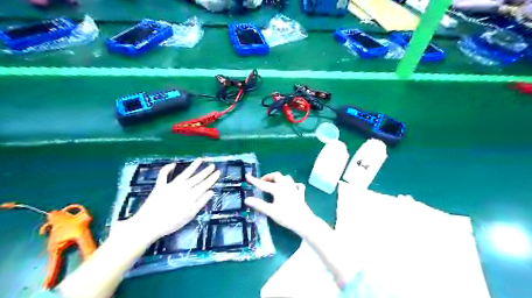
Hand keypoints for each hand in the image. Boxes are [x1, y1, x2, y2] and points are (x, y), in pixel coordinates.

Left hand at [124, 159, 219, 245]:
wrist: (148, 225)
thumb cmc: (171, 223)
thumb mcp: (189, 216)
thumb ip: (200, 203)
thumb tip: (211, 192)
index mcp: (190, 196)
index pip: (204, 185)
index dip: (212, 179)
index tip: (218, 172)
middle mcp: (182, 188)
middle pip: (196, 178)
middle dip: (205, 172)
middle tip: (212, 165)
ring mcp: (171, 186)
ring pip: (184, 174)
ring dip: (193, 166)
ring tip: (200, 160)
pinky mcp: (160, 186)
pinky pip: (163, 175)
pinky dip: (167, 169)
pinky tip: (173, 164)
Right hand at [245, 172, 314, 234]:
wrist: (304, 222)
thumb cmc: (286, 216)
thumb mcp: (271, 211)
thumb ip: (259, 205)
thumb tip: (246, 199)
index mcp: (278, 189)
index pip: (263, 184)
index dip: (254, 180)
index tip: (247, 176)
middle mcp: (286, 186)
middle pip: (277, 176)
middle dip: (269, 177)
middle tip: (262, 182)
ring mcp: (294, 189)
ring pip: (287, 178)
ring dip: (280, 179)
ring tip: (274, 184)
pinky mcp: (301, 194)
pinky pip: (297, 185)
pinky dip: (293, 185)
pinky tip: (291, 188)